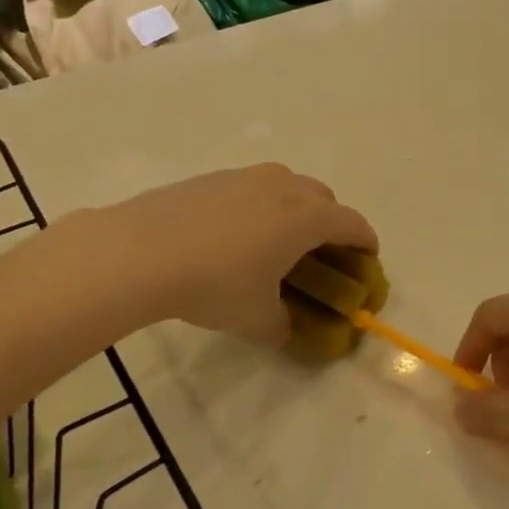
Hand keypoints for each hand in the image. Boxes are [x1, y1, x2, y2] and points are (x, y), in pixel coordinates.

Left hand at [103, 164, 376, 344]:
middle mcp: (283, 187)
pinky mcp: (212, 178)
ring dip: (294, 208)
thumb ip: (281, 325)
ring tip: (276, 239)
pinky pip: (251, 188)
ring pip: (286, 185)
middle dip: (331, 223)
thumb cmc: (215, 284)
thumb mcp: (255, 318)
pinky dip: (258, 206)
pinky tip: (233, 234)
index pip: (352, 223)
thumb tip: (286, 331)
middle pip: (323, 198)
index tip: (368, 258)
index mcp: (306, 218)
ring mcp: (245, 177)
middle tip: (320, 252)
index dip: (365, 241)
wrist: (141, 251)